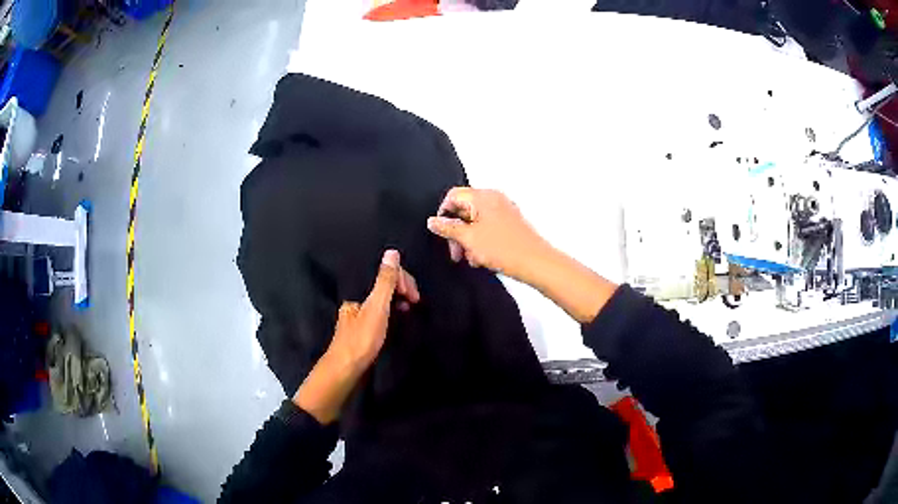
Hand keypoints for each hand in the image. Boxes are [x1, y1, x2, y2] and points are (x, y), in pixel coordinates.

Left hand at [294, 250, 419, 423]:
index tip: (413, 296)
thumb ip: (384, 281)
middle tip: (415, 302)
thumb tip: (392, 252)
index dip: (402, 280)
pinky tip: (397, 319)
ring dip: (397, 300)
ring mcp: (358, 312)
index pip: (384, 273)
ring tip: (409, 309)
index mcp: (358, 289)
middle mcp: (356, 298)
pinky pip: (380, 310)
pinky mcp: (361, 326)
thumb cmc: (361, 338)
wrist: (346, 368)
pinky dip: (391, 311)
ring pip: (381, 298)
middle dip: (401, 288)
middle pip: (382, 284)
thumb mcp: (376, 308)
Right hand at [428, 188, 618, 323]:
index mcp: (483, 196)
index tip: (442, 233)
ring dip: (468, 240)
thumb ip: (448, 228)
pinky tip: (482, 258)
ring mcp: (504, 211)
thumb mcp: (469, 239)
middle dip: (456, 231)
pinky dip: (481, 241)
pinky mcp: (510, 224)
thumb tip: (433, 221)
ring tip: (471, 258)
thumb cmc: (504, 248)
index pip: (453, 196)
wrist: (536, 263)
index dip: (443, 214)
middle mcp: (494, 199)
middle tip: (455, 252)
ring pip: (475, 221)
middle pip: (464, 209)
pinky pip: (488, 228)